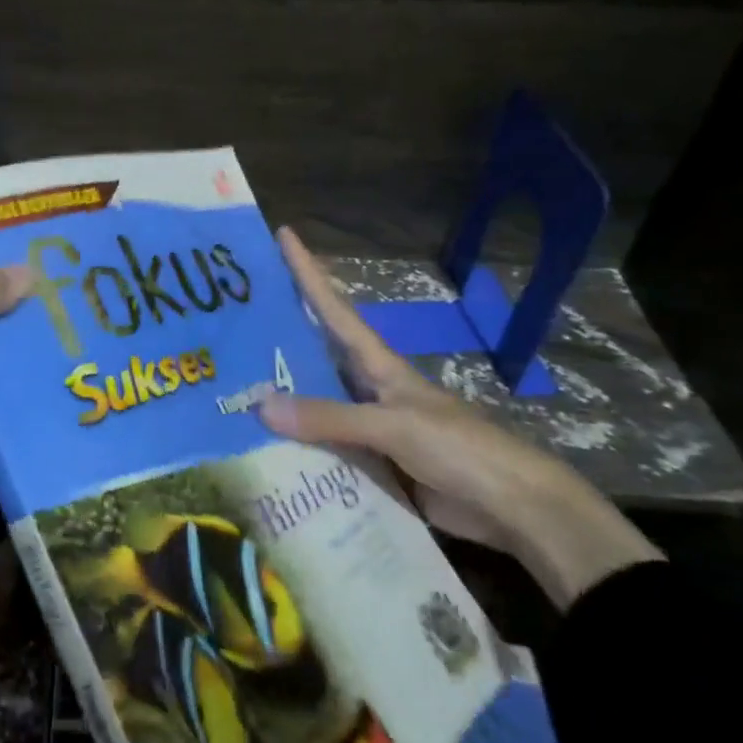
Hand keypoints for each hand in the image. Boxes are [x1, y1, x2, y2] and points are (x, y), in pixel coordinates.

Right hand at [259, 227, 660, 608]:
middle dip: (276, 335)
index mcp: (378, 365)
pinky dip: (294, 447)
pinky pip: (321, 448)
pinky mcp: (371, 464)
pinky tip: (260, 449)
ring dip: (279, 396)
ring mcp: (369, 427)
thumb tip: (261, 404)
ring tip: (229, 387)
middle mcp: (368, 389)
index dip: (309, 272)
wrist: (512, 508)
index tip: (284, 234)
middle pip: (315, 353)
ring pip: (313, 403)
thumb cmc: (460, 448)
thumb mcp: (394, 425)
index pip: (335, 309)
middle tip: (230, 321)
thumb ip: (330, 417)